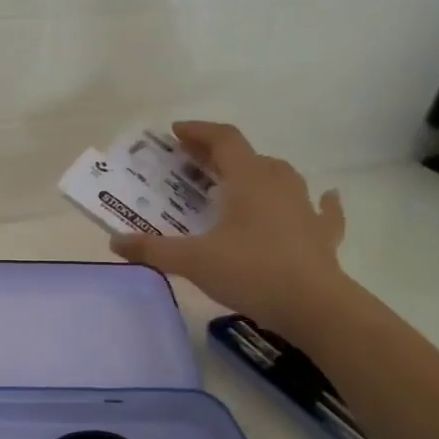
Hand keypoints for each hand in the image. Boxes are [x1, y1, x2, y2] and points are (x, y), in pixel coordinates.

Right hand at [109, 121, 349, 337]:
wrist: (314, 306)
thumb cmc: (250, 272)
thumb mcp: (192, 261)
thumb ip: (152, 249)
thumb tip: (115, 241)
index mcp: (248, 181)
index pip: (224, 140)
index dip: (199, 132)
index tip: (175, 133)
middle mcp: (278, 185)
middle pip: (249, 156)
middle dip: (219, 154)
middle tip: (193, 162)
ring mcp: (305, 209)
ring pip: (282, 176)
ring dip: (259, 172)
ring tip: (240, 180)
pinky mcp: (322, 235)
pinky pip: (322, 210)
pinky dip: (318, 201)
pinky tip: (323, 199)